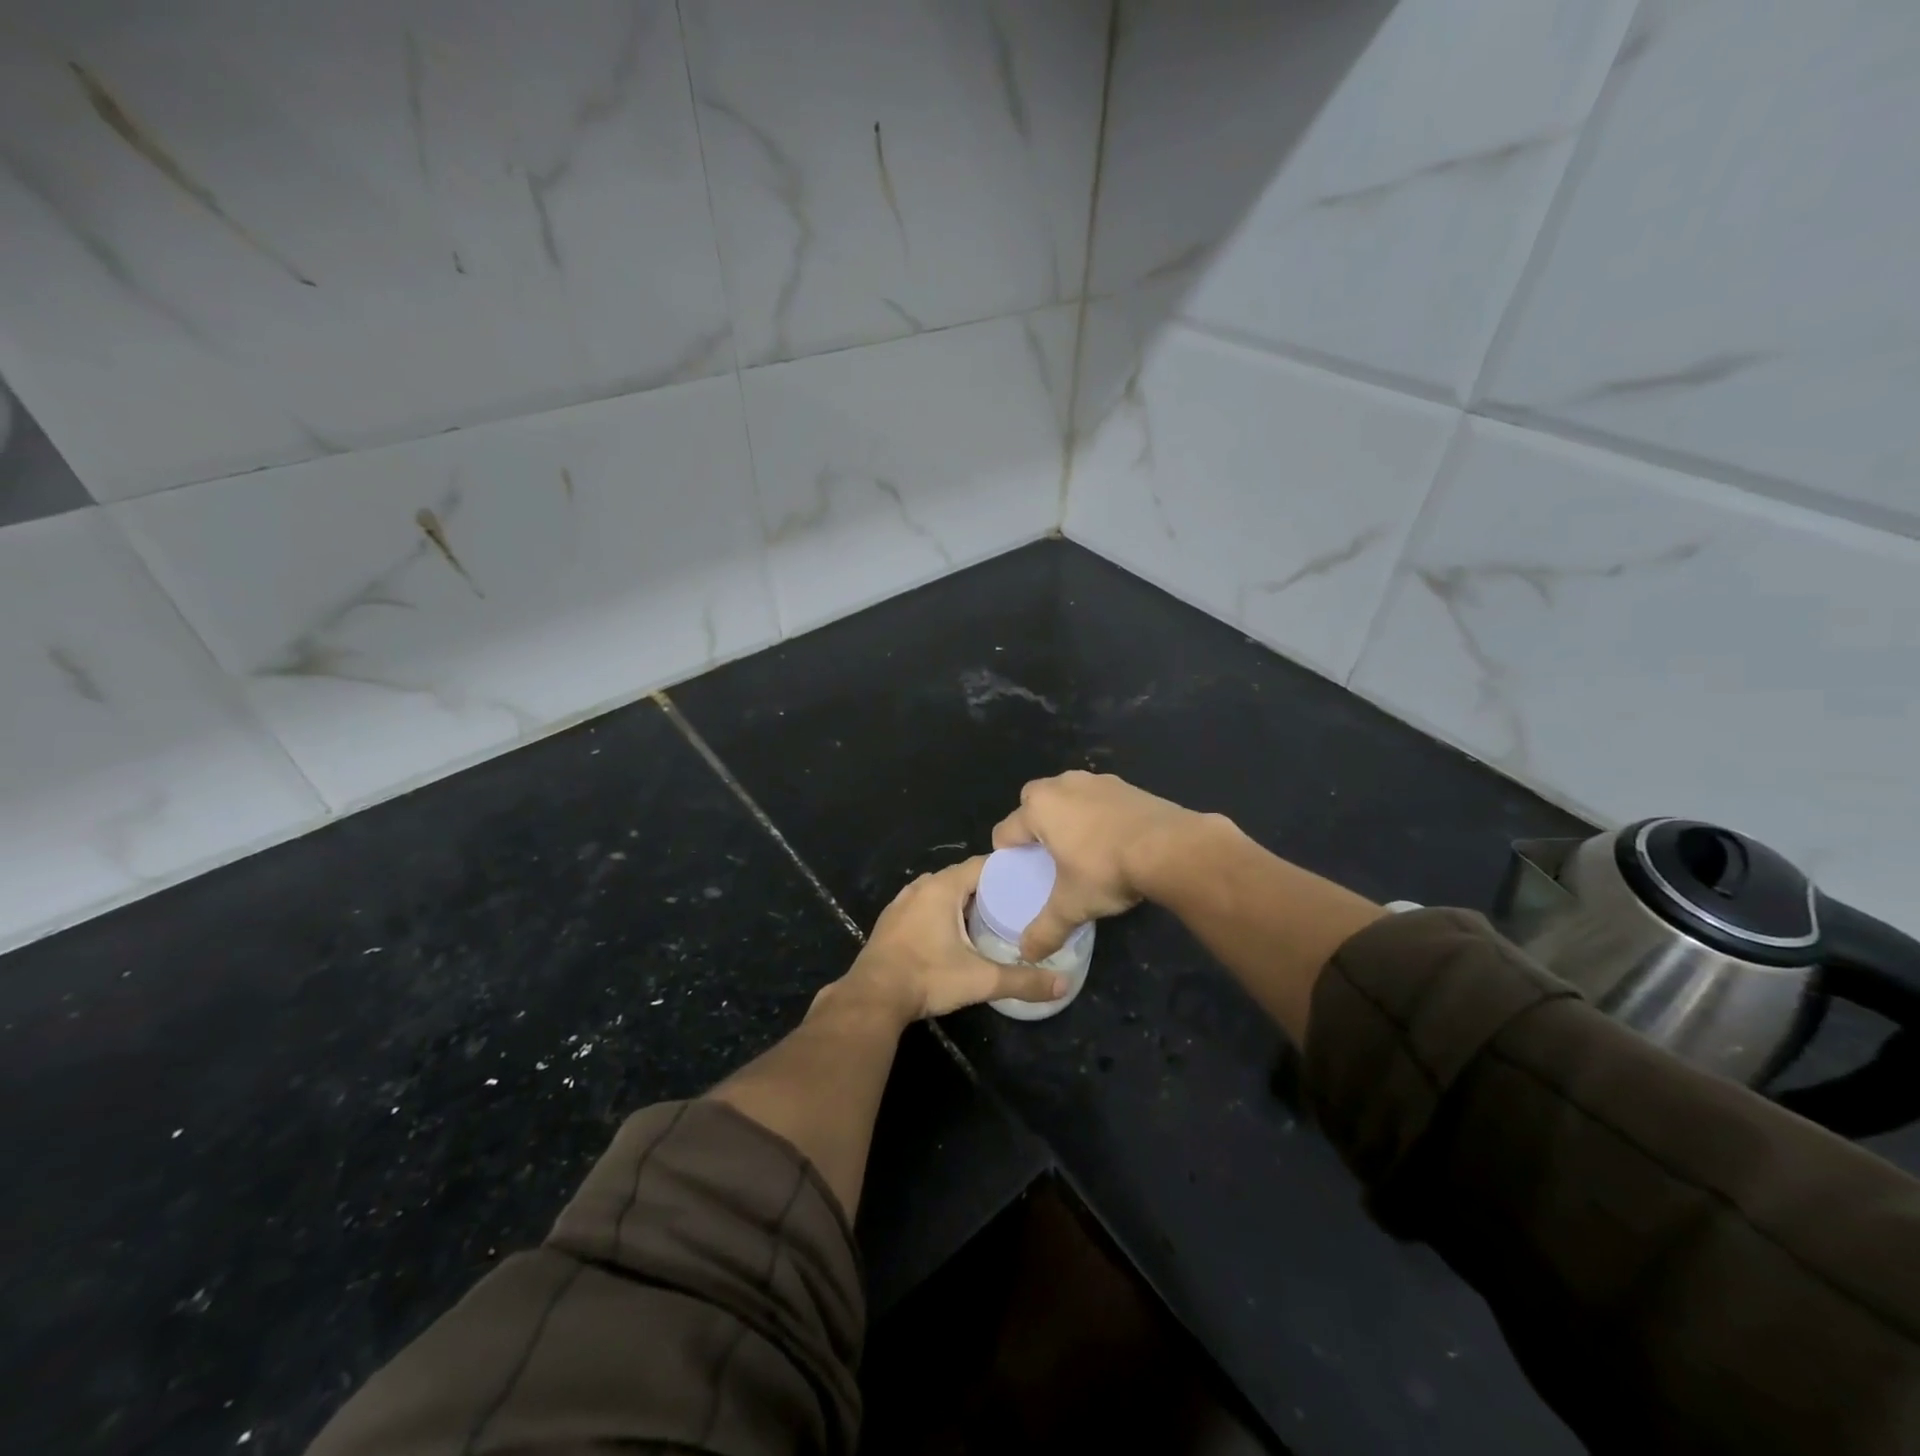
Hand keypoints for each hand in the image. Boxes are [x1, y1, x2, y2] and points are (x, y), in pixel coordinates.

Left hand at [823, 857, 1066, 1025]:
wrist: (873, 998)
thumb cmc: (928, 978)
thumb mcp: (981, 979)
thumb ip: (1023, 981)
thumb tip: (1063, 985)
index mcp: (942, 887)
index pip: (983, 864)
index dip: (1007, 871)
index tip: (1030, 882)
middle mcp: (921, 886)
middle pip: (962, 877)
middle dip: (988, 888)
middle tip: (1016, 903)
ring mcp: (902, 902)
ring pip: (941, 891)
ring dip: (963, 900)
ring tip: (990, 917)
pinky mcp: (891, 921)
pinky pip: (924, 905)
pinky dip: (941, 911)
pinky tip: (954, 933)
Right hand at [992, 770, 1209, 960]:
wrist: (1171, 848)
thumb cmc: (1106, 870)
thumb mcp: (1071, 906)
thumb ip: (1045, 930)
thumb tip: (1026, 954)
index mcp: (1039, 808)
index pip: (1005, 830)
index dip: (1007, 854)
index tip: (1019, 872)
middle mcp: (1062, 785)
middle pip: (1033, 802)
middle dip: (1034, 825)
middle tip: (1047, 856)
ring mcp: (1097, 781)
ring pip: (1068, 795)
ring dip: (1068, 816)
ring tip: (1081, 847)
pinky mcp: (1127, 785)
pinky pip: (1099, 798)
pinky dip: (1098, 815)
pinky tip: (1112, 840)